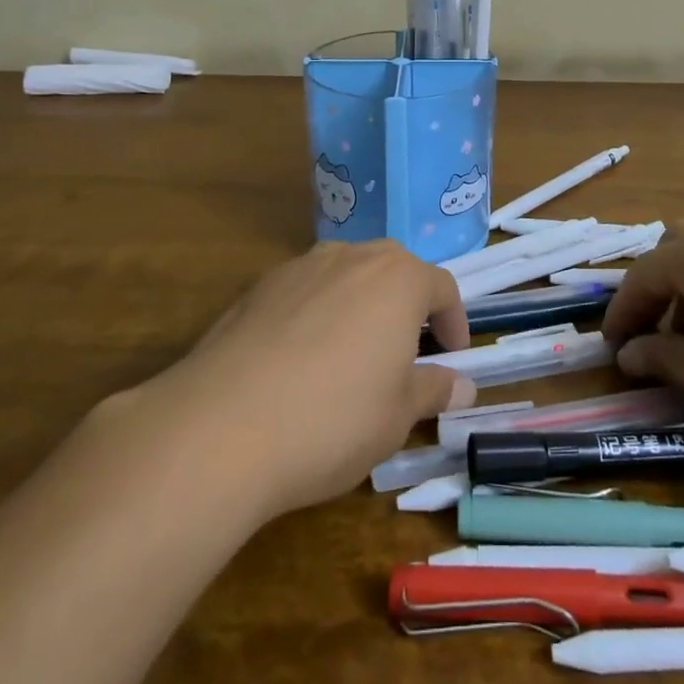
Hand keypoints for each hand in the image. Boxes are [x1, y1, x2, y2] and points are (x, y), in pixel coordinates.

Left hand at [150, 240, 476, 519]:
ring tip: (353, 354)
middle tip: (407, 352)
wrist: (221, 426)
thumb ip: (432, 390)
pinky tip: (301, 361)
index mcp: (398, 278)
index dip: (454, 322)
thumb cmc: (333, 419)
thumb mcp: (397, 416)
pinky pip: (305, 291)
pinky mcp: (258, 287)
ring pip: (346, 275)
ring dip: (361, 304)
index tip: (453, 357)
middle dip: (407, 305)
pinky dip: (317, 314)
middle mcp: (352, 256)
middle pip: (393, 269)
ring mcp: (300, 266)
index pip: (442, 287)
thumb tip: (461, 385)